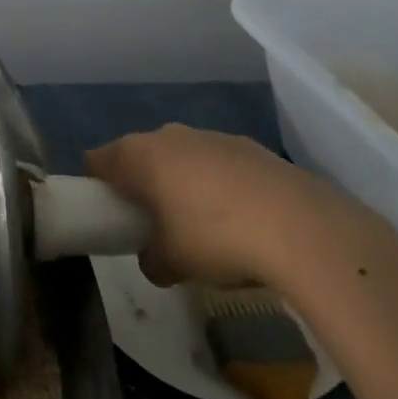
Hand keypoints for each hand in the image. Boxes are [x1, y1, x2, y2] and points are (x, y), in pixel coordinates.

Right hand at [87, 124, 347, 289]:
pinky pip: (219, 164)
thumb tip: (155, 258)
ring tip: (202, 227)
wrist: (300, 227)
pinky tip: (240, 221)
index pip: (97, 160)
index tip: (108, 215)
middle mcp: (170, 135)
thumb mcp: (170, 263)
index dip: (97, 187)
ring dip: (182, 184)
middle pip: (140, 155)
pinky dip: (219, 186)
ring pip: (182, 157)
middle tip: (152, 224)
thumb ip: (150, 259)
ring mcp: (212, 136)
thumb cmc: (215, 238)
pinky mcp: (251, 146)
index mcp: (138, 154)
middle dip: (142, 185)